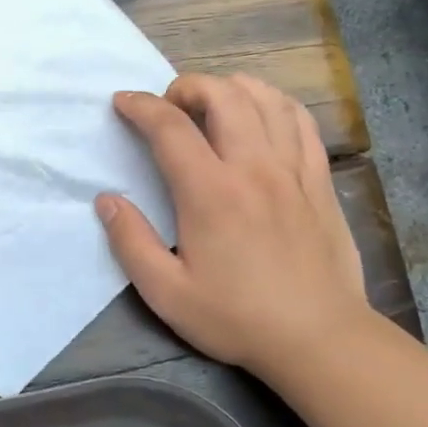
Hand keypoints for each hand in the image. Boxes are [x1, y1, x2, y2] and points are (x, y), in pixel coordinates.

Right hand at [96, 74, 368, 375]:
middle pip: (222, 95)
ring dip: (230, 88)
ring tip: (211, 105)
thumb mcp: (167, 293)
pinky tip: (260, 115)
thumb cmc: (237, 318)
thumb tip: (107, 200)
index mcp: (210, 193)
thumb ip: (131, 242)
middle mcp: (253, 168)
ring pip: (265, 98)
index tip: (123, 102)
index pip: (170, 126)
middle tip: (169, 108)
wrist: (320, 340)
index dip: (140, 105)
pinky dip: (274, 104)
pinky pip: (300, 121)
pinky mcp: (319, 180)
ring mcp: (293, 169)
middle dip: (186, 86)